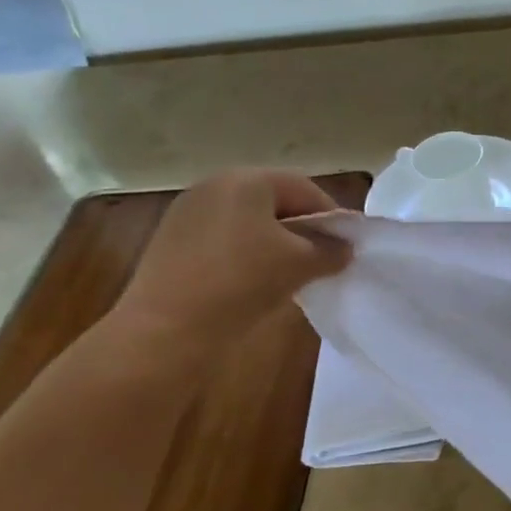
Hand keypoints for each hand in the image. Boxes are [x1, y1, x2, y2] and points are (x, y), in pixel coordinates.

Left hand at [111, 169, 349, 346]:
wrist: (164, 331)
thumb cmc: (241, 282)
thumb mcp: (300, 265)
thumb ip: (330, 250)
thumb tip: (344, 248)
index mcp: (246, 180)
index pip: (304, 188)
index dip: (331, 215)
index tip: (346, 245)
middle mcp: (214, 185)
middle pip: (274, 201)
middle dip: (302, 227)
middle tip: (320, 258)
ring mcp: (187, 212)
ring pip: (247, 221)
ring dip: (274, 242)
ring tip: (289, 274)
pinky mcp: (170, 241)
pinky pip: (222, 238)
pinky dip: (244, 254)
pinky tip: (251, 283)